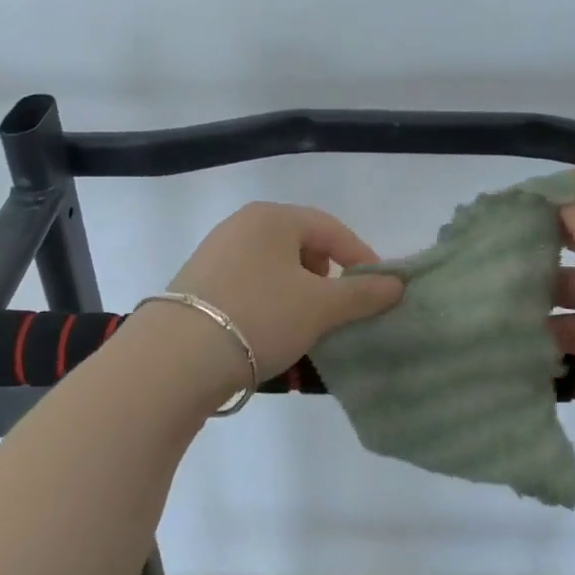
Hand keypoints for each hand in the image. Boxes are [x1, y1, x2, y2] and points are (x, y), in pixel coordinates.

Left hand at [163, 202, 404, 383]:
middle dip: (326, 277)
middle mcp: (241, 225)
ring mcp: (214, 253)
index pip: (331, 229)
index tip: (378, 291)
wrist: (176, 358)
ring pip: (274, 268)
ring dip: (298, 294)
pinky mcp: (196, 284)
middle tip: (337, 310)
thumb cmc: (260, 316)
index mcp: (272, 217)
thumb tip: (397, 284)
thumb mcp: (321, 307)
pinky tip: (268, 333)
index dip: (361, 258)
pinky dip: (269, 304)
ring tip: (305, 326)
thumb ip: (363, 294)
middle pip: (301, 245)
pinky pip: (249, 285)